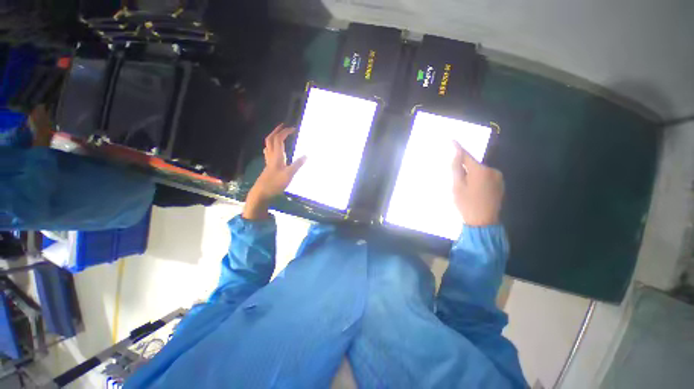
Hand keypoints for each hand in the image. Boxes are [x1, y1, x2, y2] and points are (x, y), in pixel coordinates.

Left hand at [243, 124, 306, 219]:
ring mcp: (268, 161)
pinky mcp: (268, 166)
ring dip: (273, 137)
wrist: (262, 193)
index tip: (293, 128)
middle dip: (277, 130)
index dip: (285, 132)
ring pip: (268, 145)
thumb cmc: (275, 183)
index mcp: (276, 156)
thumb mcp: (289, 174)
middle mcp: (271, 155)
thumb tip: (307, 155)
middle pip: (271, 139)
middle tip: (284, 126)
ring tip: (280, 135)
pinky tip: (274, 150)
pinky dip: (272, 146)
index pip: (279, 139)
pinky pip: (268, 152)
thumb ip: (298, 164)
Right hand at [451, 141, 503, 225]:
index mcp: (480, 170)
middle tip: (456, 179)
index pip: (466, 155)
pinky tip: (474, 191)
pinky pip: (486, 177)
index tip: (451, 140)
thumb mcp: (456, 186)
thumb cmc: (466, 203)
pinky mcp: (500, 185)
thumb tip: (456, 152)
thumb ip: (456, 168)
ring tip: (465, 188)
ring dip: (472, 174)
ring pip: (480, 171)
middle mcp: (492, 170)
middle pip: (474, 164)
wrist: (483, 222)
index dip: (458, 148)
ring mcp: (498, 178)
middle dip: (464, 167)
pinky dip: (478, 179)